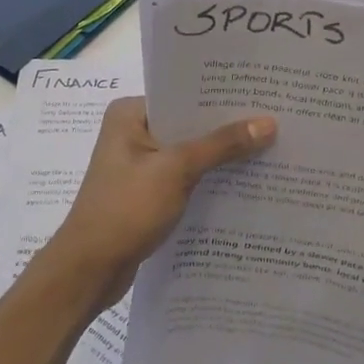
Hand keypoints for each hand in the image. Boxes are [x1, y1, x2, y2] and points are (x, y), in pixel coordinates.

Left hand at [41, 96, 275, 310]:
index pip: (183, 94)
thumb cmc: (125, 210)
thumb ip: (222, 145)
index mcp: (130, 114)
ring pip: (189, 151)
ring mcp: (140, 164)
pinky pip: (185, 175)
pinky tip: (244, 181)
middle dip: (226, 126)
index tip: (261, 92)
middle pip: (189, 123)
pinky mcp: (147, 192)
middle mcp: (133, 132)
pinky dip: (208, 178)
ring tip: (269, 146)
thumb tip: (269, 123)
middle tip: (274, 118)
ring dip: (220, 155)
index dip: (221, 95)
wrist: (89, 271)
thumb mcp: (177, 170)